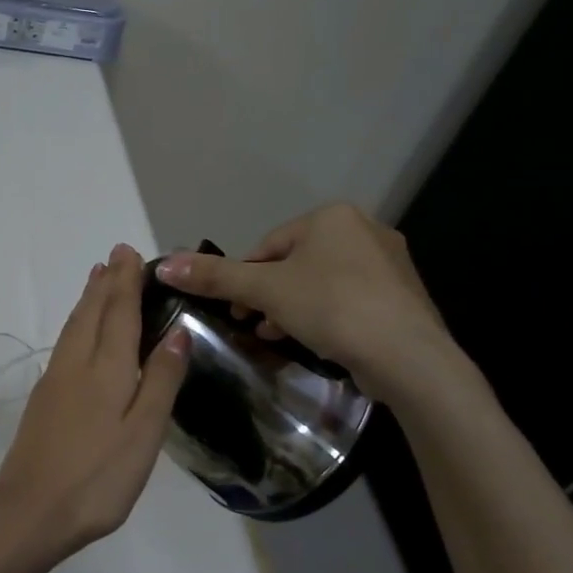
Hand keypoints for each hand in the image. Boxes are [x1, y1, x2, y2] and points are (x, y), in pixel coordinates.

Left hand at [0, 244, 189, 559]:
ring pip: (74, 326)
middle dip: (106, 282)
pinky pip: (65, 343)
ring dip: (88, 298)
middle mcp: (76, 363)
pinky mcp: (43, 399)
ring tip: (97, 279)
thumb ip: (161, 380)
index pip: (119, 312)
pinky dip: (76, 322)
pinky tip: (79, 330)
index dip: (126, 281)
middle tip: (116, 256)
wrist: (30, 511)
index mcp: (106, 369)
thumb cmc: (98, 477)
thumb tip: (177, 331)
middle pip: (92, 312)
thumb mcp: (144, 433)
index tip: (130, 252)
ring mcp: (55, 380)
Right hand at [154, 204, 463, 403]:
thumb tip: (164, 266)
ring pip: (322, 283)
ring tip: (275, 336)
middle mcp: (364, 230)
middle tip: (252, 324)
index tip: (233, 310)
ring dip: (292, 308)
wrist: (408, 356)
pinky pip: (349, 301)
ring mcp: (388, 264)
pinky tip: (313, 342)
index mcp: (332, 216)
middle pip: (294, 263)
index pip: (268, 246)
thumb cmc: (332, 307)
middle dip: (268, 295)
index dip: (243, 278)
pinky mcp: (401, 297)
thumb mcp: (265, 290)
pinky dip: (325, 317)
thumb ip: (215, 277)